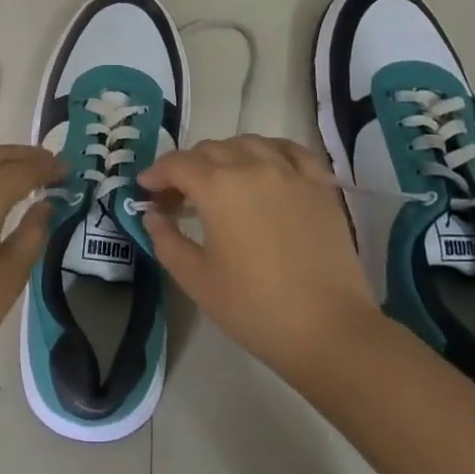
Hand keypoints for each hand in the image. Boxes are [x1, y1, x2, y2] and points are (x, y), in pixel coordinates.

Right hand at [139, 135, 376, 384]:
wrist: (329, 329)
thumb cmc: (254, 307)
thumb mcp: (196, 279)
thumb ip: (166, 240)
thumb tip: (153, 215)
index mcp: (217, 186)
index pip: (177, 164)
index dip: (156, 173)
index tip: (145, 189)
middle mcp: (252, 165)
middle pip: (210, 149)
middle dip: (186, 167)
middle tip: (177, 196)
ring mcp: (289, 171)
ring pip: (248, 144)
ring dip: (225, 155)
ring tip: (220, 180)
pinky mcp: (319, 185)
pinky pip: (289, 150)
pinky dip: (269, 151)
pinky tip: (265, 167)